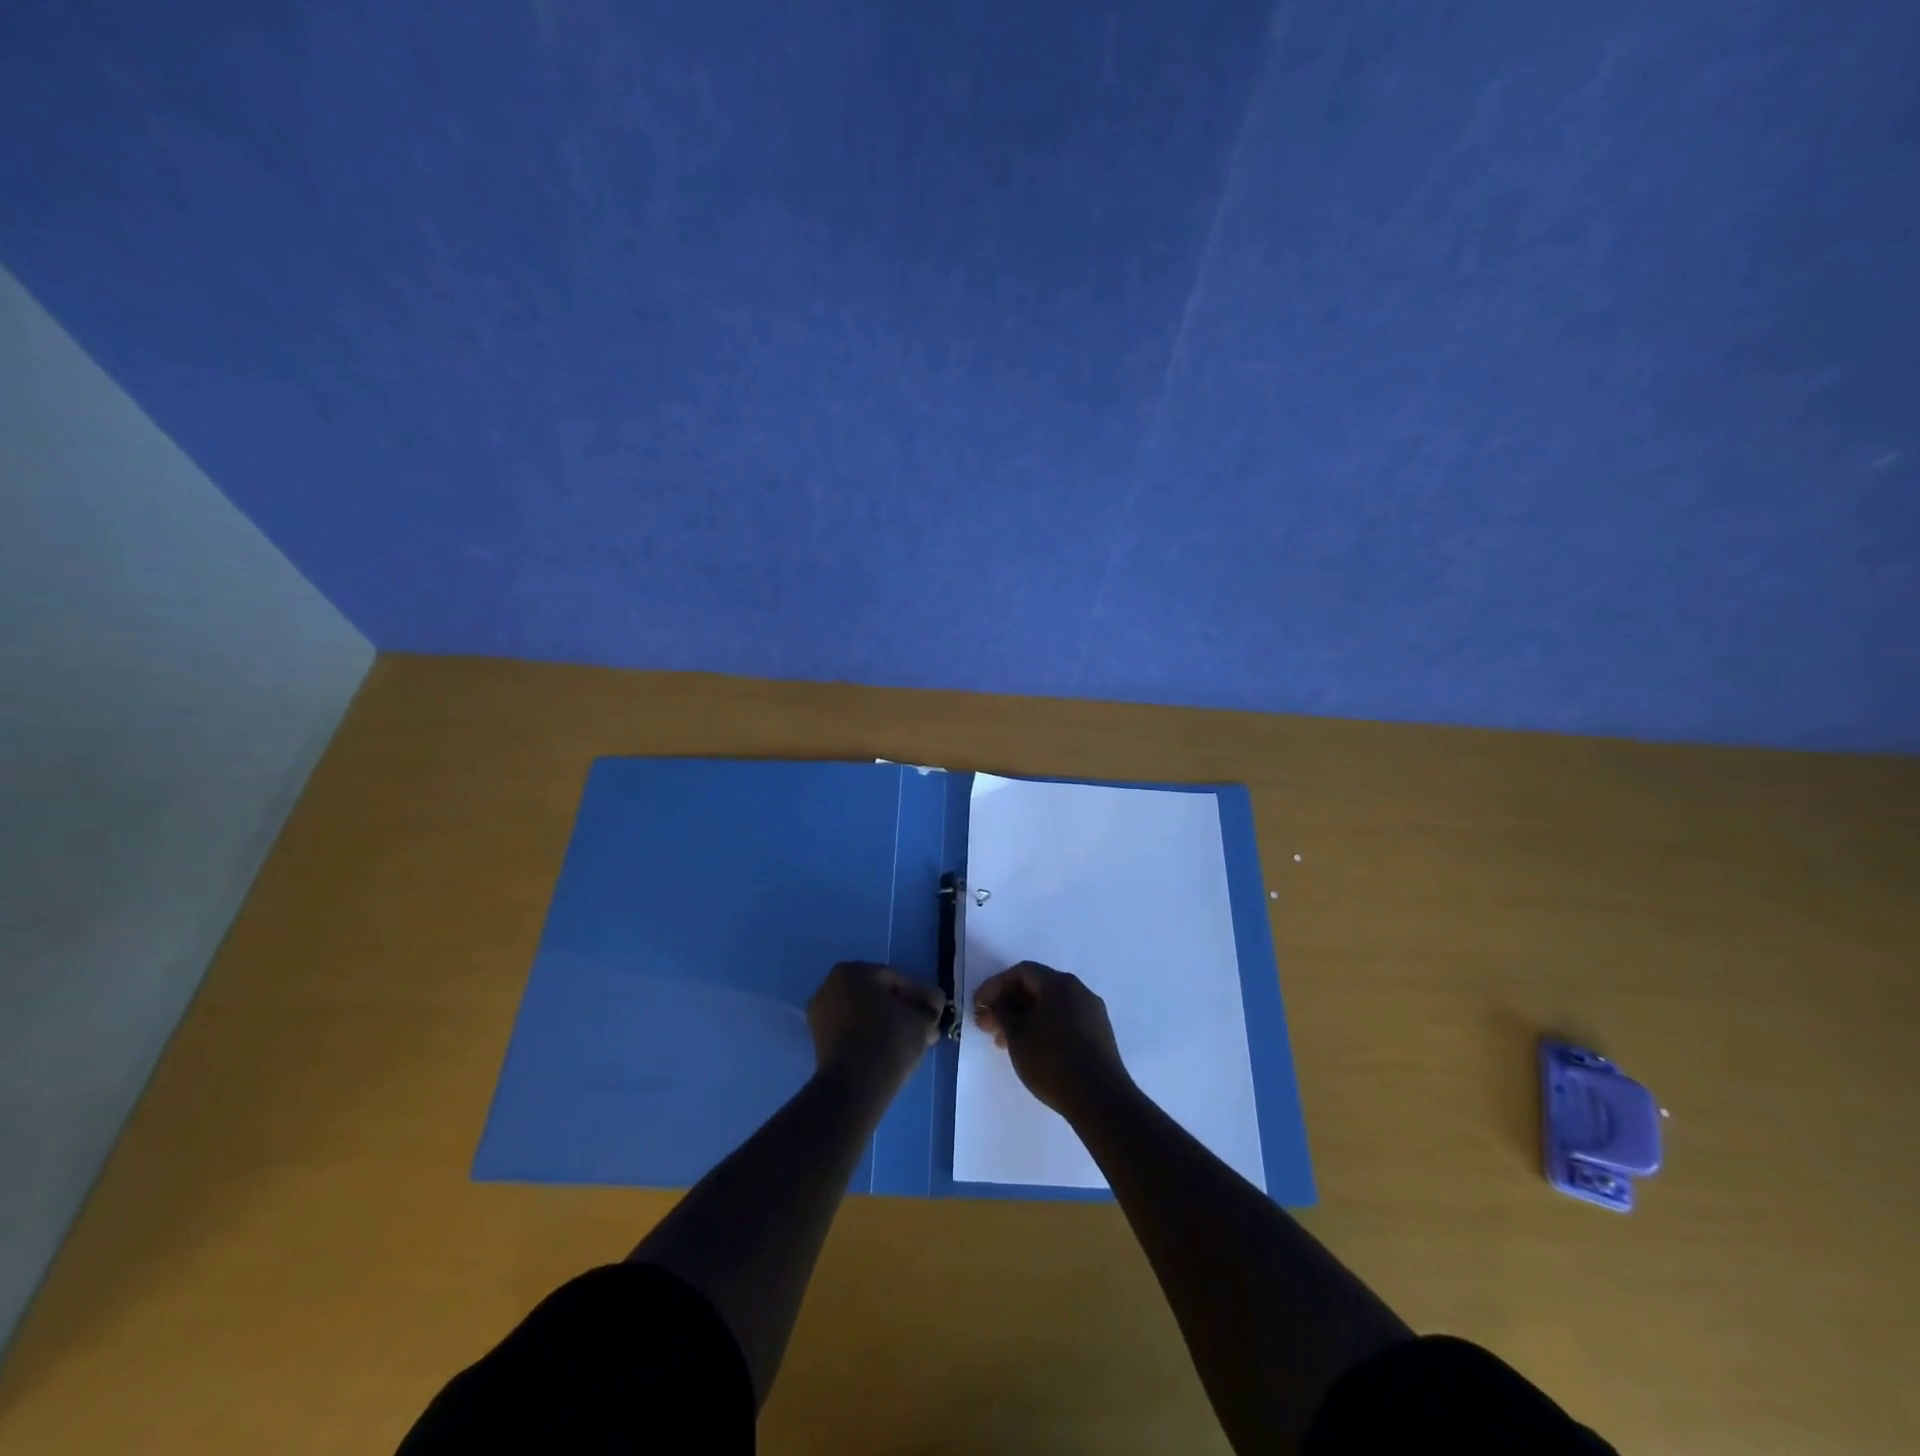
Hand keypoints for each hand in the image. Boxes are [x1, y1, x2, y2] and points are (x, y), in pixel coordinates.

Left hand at [807, 962, 944, 1097]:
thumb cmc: (889, 1040)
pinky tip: (893, 1050)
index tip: (936, 1011)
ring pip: (866, 1015)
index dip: (920, 996)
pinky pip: (853, 1031)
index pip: (895, 980)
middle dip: (904, 1010)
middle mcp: (831, 986)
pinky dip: (872, 1036)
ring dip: (890, 1024)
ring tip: (914, 1041)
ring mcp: (821, 1015)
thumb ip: (929, 1009)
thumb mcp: (920, 1020)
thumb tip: (932, 1008)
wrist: (854, 1086)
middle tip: (927, 1026)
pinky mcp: (819, 1041)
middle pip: (878, 996)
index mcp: (852, 971)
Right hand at [973, 961, 1130, 1119]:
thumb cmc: (1052, 1060)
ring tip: (1005, 1044)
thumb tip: (997, 1004)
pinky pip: (1065, 1021)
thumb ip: (1002, 1013)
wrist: (1100, 1098)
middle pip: (1037, 988)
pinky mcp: (1100, 1035)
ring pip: (1051, 1007)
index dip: (996, 985)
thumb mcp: (1017, 1036)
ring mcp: (1093, 1013)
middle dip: (1009, 1005)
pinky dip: (1044, 1028)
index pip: (1022, 972)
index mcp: (1059, 983)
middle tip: (988, 1026)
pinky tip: (1032, 1050)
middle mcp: (1079, 990)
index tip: (979, 1005)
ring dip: (1025, 1019)